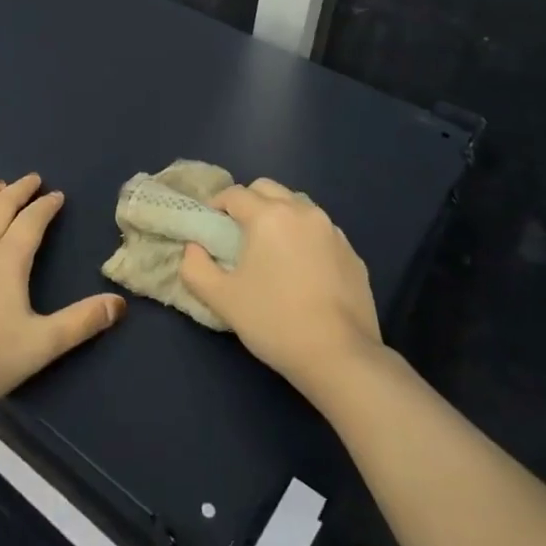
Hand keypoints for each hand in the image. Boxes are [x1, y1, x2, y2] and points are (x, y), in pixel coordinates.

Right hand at [179, 178, 382, 398]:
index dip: (216, 204)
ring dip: (279, 215)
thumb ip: (195, 267)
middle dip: (248, 202)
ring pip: (297, 206)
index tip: (210, 225)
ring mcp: (332, 230)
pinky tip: (302, 270)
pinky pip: (320, 231)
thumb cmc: (274, 322)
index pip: (234, 194)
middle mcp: (302, 212)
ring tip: (271, 249)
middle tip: (237, 233)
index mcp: (269, 216)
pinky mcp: (352, 253)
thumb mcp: (221, 298)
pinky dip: (305, 237)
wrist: (340, 356)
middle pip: (267, 189)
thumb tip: (194, 249)